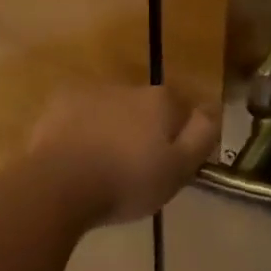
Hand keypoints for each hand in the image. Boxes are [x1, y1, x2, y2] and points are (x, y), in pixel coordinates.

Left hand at [30, 83, 218, 226]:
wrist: (58, 185)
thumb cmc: (126, 181)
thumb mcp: (179, 169)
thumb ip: (201, 136)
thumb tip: (212, 110)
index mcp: (160, 101)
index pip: (181, 111)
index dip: (178, 138)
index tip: (167, 165)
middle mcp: (128, 86)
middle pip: (145, 108)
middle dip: (143, 131)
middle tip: (133, 169)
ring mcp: (91, 91)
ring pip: (112, 109)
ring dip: (111, 128)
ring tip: (100, 165)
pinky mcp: (58, 102)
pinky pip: (79, 114)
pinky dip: (81, 129)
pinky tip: (74, 156)